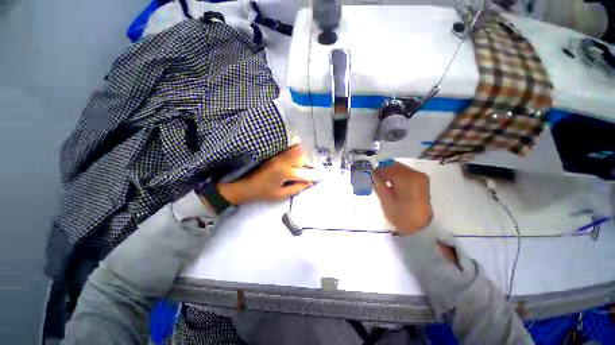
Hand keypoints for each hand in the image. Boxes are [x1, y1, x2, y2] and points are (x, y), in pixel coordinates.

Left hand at [217, 145, 317, 204]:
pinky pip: (288, 150)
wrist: (244, 185)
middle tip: (308, 170)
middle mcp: (283, 161)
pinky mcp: (274, 154)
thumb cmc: (263, 192)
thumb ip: (297, 188)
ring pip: (295, 150)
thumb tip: (309, 182)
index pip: (304, 172)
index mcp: (286, 172)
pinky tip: (294, 158)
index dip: (313, 175)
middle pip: (302, 157)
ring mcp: (278, 155)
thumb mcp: (281, 194)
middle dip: (307, 163)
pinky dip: (294, 151)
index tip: (318, 177)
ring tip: (302, 164)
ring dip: (301, 155)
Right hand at [373, 161, 432, 235]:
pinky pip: (403, 173)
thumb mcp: (386, 202)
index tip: (368, 176)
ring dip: (388, 173)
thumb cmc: (403, 217)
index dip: (375, 170)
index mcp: (407, 178)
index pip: (386, 166)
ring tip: (381, 183)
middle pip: (393, 165)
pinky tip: (390, 184)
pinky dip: (394, 176)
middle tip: (373, 180)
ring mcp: (419, 176)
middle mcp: (415, 173)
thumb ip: (378, 185)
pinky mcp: (420, 180)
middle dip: (381, 170)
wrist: (423, 228)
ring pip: (398, 168)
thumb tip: (372, 173)